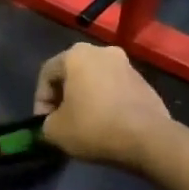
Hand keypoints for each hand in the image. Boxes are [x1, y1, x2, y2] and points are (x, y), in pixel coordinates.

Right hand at [33, 44, 173, 170]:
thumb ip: (45, 123)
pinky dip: (106, 103)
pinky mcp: (144, 82)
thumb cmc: (94, 127)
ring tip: (85, 125)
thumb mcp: (55, 131)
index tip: (44, 124)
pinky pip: (115, 90)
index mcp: (76, 54)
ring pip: (95, 81)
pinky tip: (107, 124)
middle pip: (72, 74)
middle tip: (61, 122)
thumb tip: (52, 124)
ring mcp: (126, 65)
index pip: (47, 74)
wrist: (148, 137)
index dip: (40, 101)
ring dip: (86, 99)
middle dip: (64, 97)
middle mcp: (102, 51)